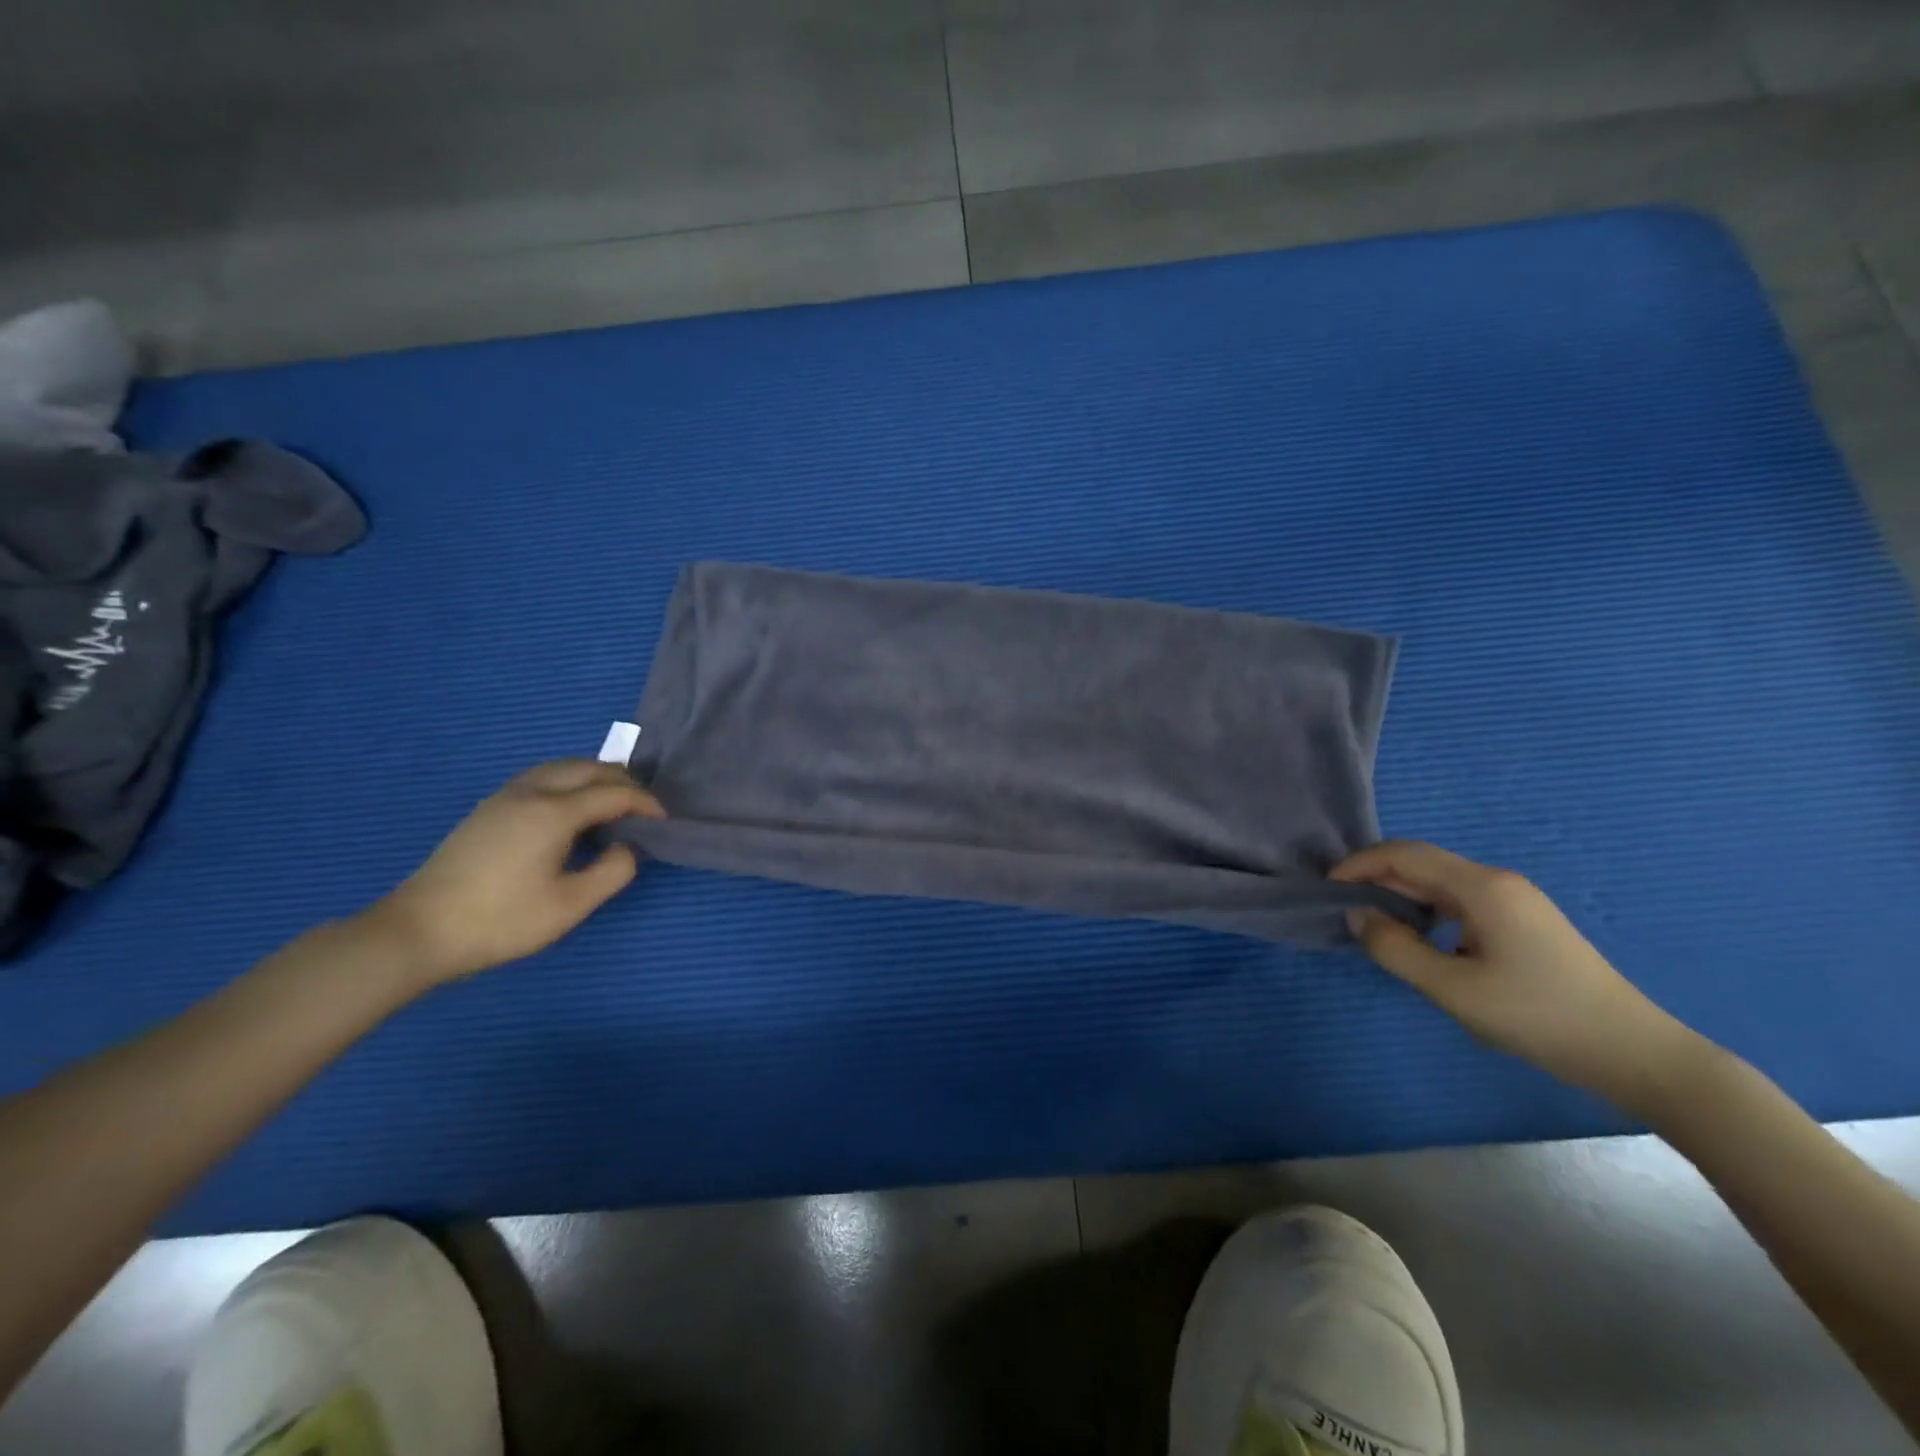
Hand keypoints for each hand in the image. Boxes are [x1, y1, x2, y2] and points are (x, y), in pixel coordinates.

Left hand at [367, 760, 663, 983]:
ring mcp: (504, 797)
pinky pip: (542, 778)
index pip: (614, 793)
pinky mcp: (488, 809)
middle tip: (645, 808)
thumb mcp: (570, 905)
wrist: (417, 932)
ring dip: (595, 778)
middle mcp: (531, 792)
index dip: (646, 803)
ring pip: (562, 768)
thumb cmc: (501, 921)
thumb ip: (613, 871)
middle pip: (588, 768)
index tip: (665, 821)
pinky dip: (570, 783)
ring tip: (614, 804)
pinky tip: (572, 812)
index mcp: (554, 812)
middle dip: (623, 782)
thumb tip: (627, 847)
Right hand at [1331, 841, 1702, 1111]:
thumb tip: (1358, 915)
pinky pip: (1462, 901)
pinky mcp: (1525, 922)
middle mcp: (1498, 881)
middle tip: (1344, 907)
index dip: (1360, 864)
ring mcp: (1517, 901)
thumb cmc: (1538, 1016)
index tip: (1328, 887)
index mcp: (1481, 887)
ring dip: (1402, 895)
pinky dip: (1429, 910)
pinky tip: (1424, 940)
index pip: (1405, 855)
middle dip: (1377, 877)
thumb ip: (1395, 948)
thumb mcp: (1452, 988)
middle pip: (1423, 863)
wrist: (1635, 1053)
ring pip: (1442, 883)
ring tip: (1376, 924)